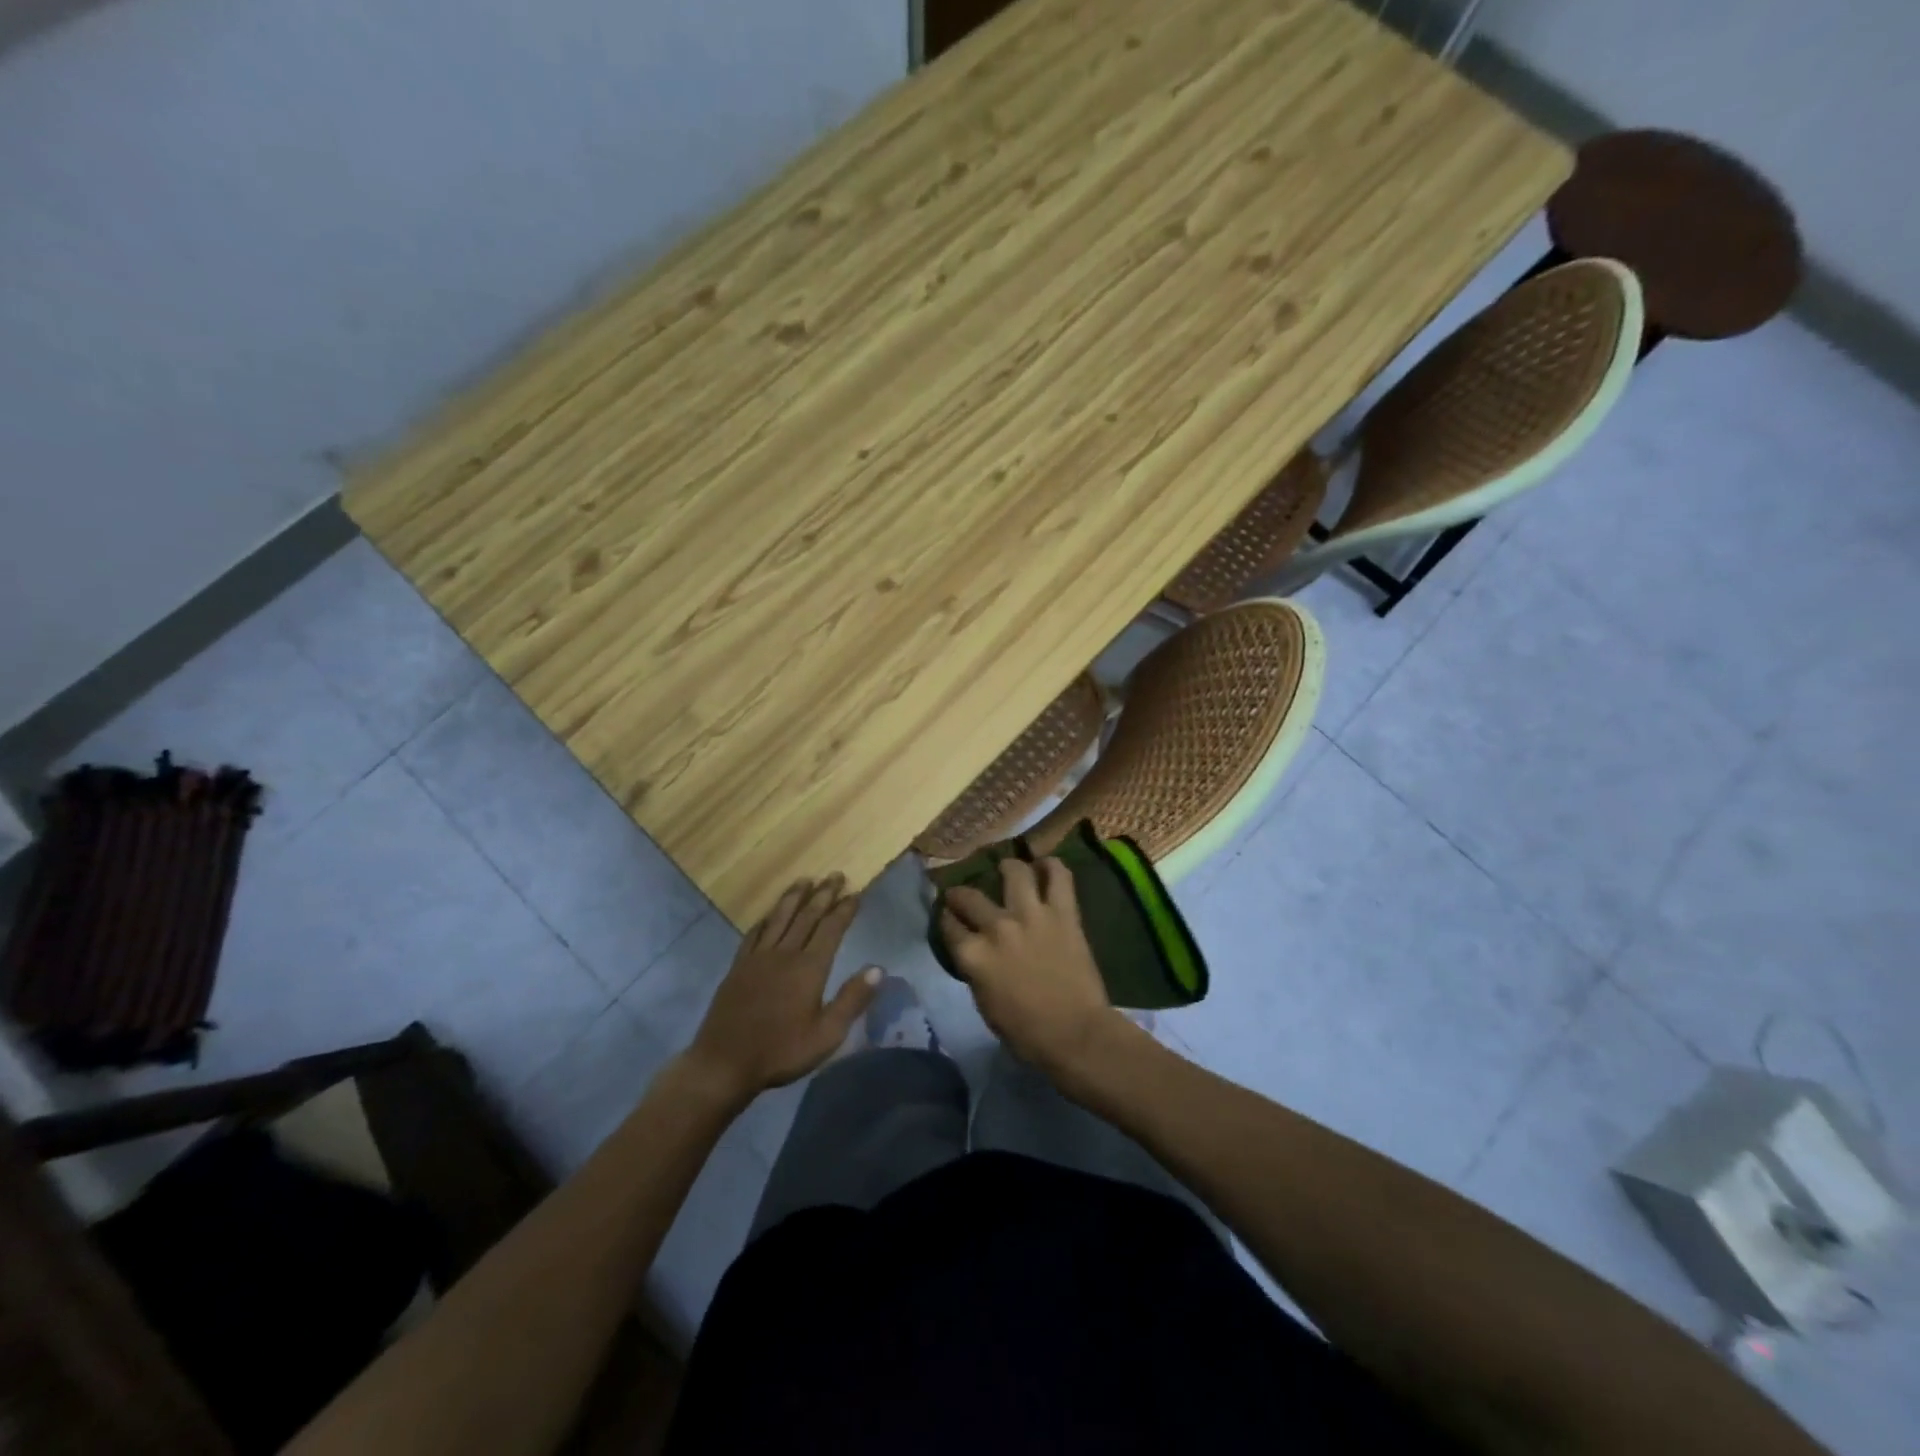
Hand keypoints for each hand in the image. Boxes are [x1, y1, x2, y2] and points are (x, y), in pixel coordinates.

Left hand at [687, 876, 880, 1103]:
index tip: (855, 892)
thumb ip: (852, 999)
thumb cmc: (781, 1052)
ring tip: (805, 880)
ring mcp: (758, 958)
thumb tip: (878, 968)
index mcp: (809, 968)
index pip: (831, 929)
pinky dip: (765, 919)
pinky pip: (754, 933)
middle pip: (807, 916)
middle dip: (823, 894)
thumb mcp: (827, 1034)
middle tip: (836, 875)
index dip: (844, 909)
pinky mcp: (738, 966)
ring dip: (794, 897)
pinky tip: (769, 914)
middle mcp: (784, 954)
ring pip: (779, 918)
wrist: (724, 1063)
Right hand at [940, 857, 1115, 1080]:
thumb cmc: (1026, 1032)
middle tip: (964, 894)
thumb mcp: (984, 1004)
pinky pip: (1059, 877)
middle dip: (960, 893)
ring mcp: (1031, 915)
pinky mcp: (1063, 913)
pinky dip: (1052, 866)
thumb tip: (976, 953)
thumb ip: (976, 971)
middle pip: (969, 896)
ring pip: (1014, 872)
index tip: (948, 916)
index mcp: (973, 955)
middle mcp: (996, 927)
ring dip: (1008, 868)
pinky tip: (1046, 865)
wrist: (1075, 1034)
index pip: (949, 926)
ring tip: (1008, 868)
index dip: (946, 919)